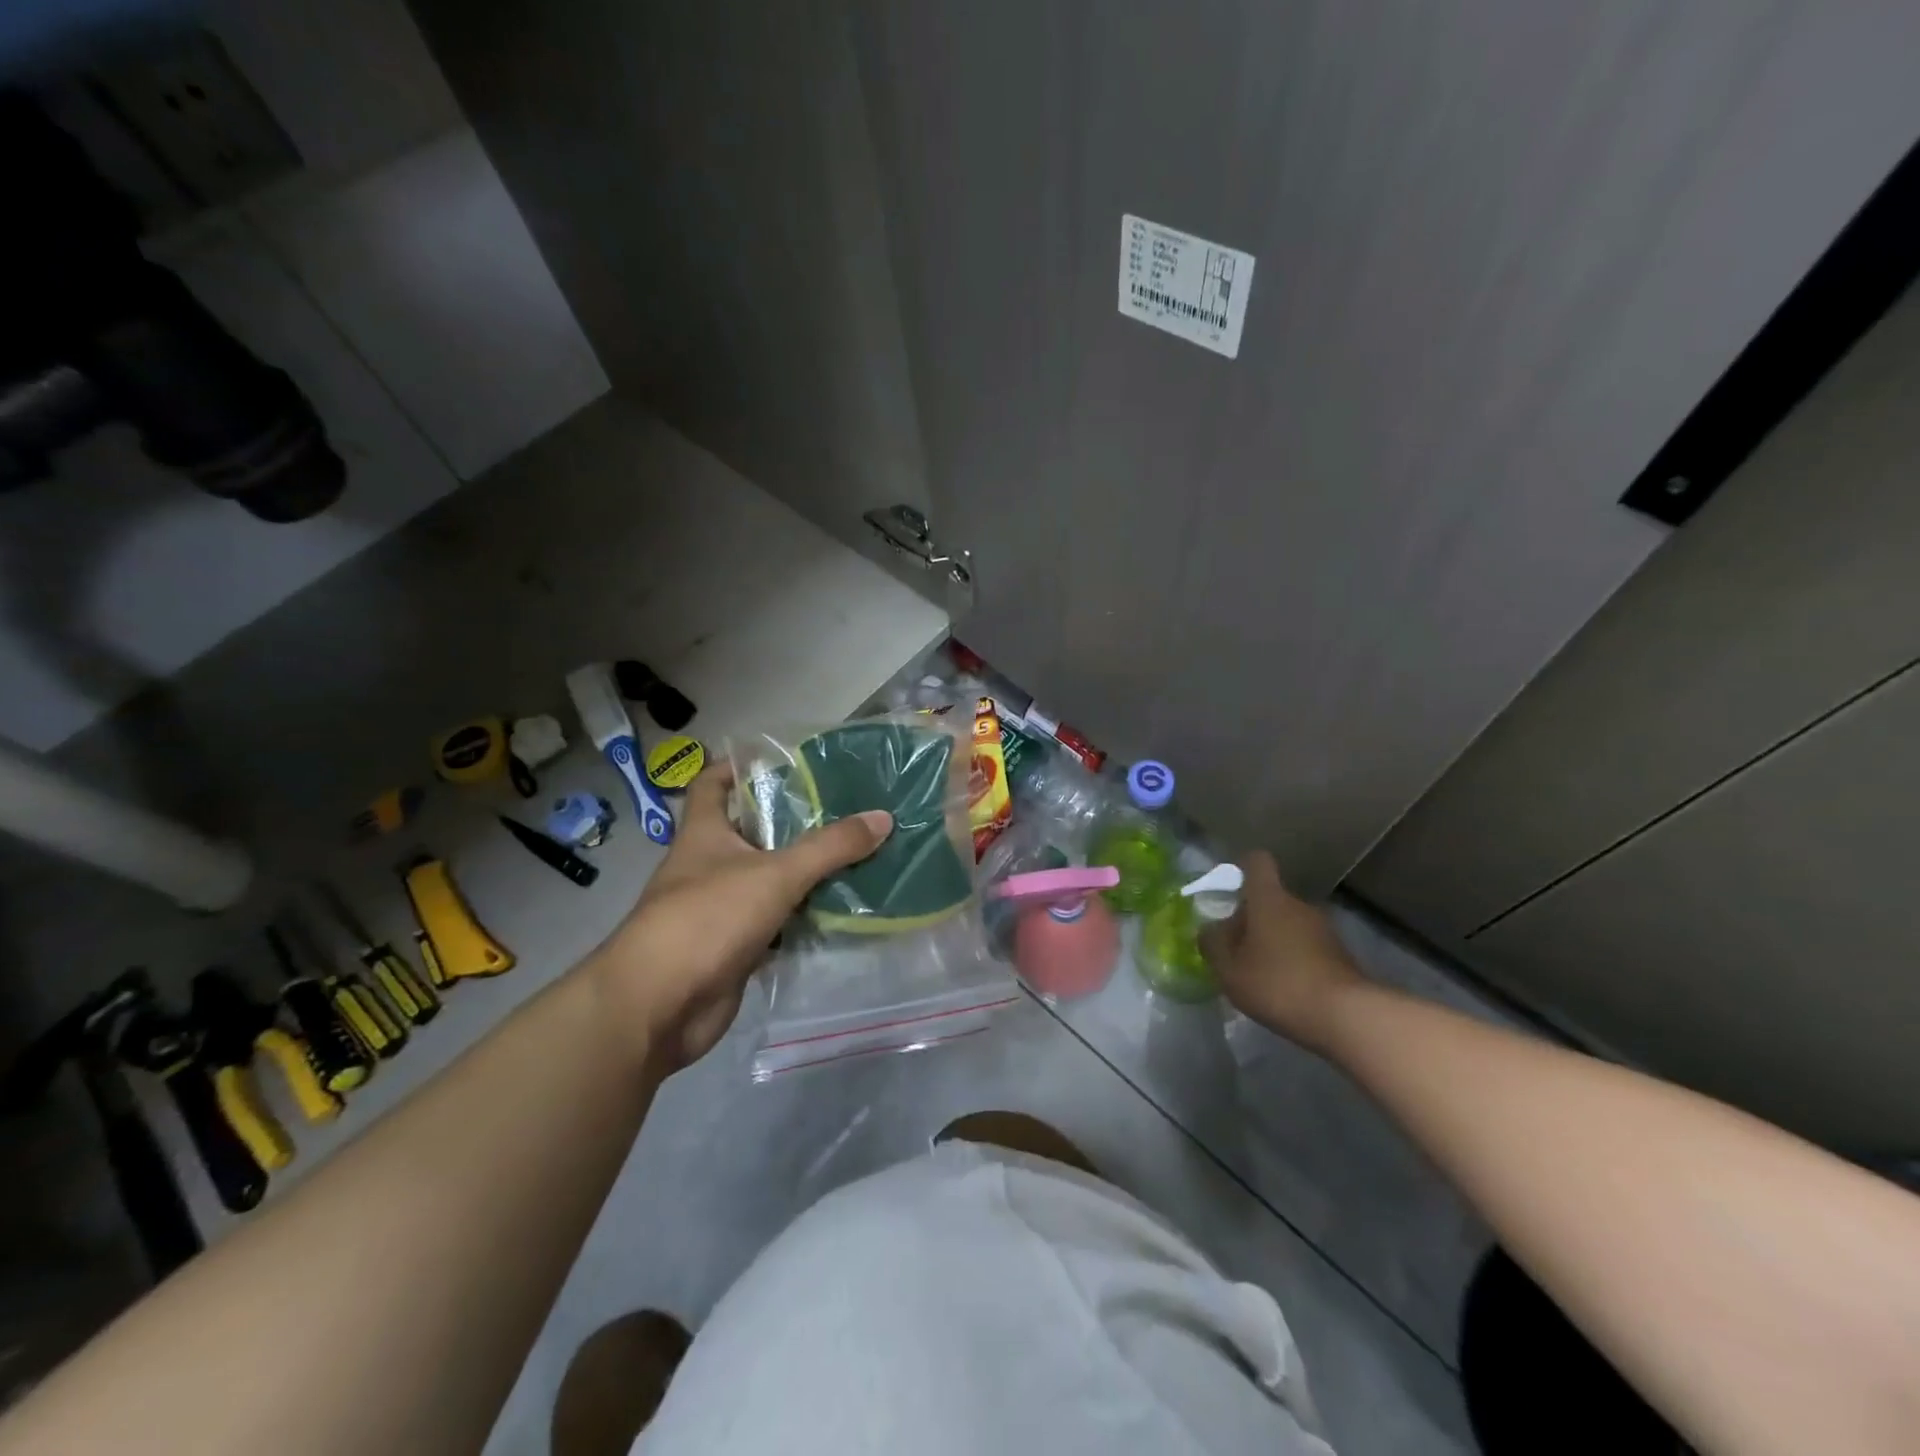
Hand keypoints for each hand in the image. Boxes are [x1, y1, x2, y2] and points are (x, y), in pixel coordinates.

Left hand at [589, 763, 891, 1069]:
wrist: (659, 1006)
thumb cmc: (708, 919)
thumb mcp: (775, 874)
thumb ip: (830, 847)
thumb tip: (883, 817)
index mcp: (704, 833)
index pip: (713, 783)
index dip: (739, 766)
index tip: (781, 759)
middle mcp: (708, 865)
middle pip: (751, 832)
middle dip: (791, 822)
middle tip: (842, 808)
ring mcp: (719, 908)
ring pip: (767, 880)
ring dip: (802, 872)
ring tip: (853, 854)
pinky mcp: (733, 947)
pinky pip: (774, 923)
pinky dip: (801, 918)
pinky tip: (838, 910)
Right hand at [1202, 851, 1363, 1051]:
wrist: (1347, 1017)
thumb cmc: (1278, 984)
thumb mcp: (1229, 969)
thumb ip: (1213, 945)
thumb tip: (1208, 929)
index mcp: (1269, 899)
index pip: (1257, 863)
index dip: (1242, 868)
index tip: (1229, 887)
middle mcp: (1298, 905)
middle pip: (1270, 898)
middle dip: (1252, 918)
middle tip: (1235, 947)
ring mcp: (1324, 930)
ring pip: (1289, 924)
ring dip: (1273, 940)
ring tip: (1258, 973)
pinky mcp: (1340, 955)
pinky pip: (1307, 947)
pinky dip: (1293, 960)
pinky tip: (1285, 988)